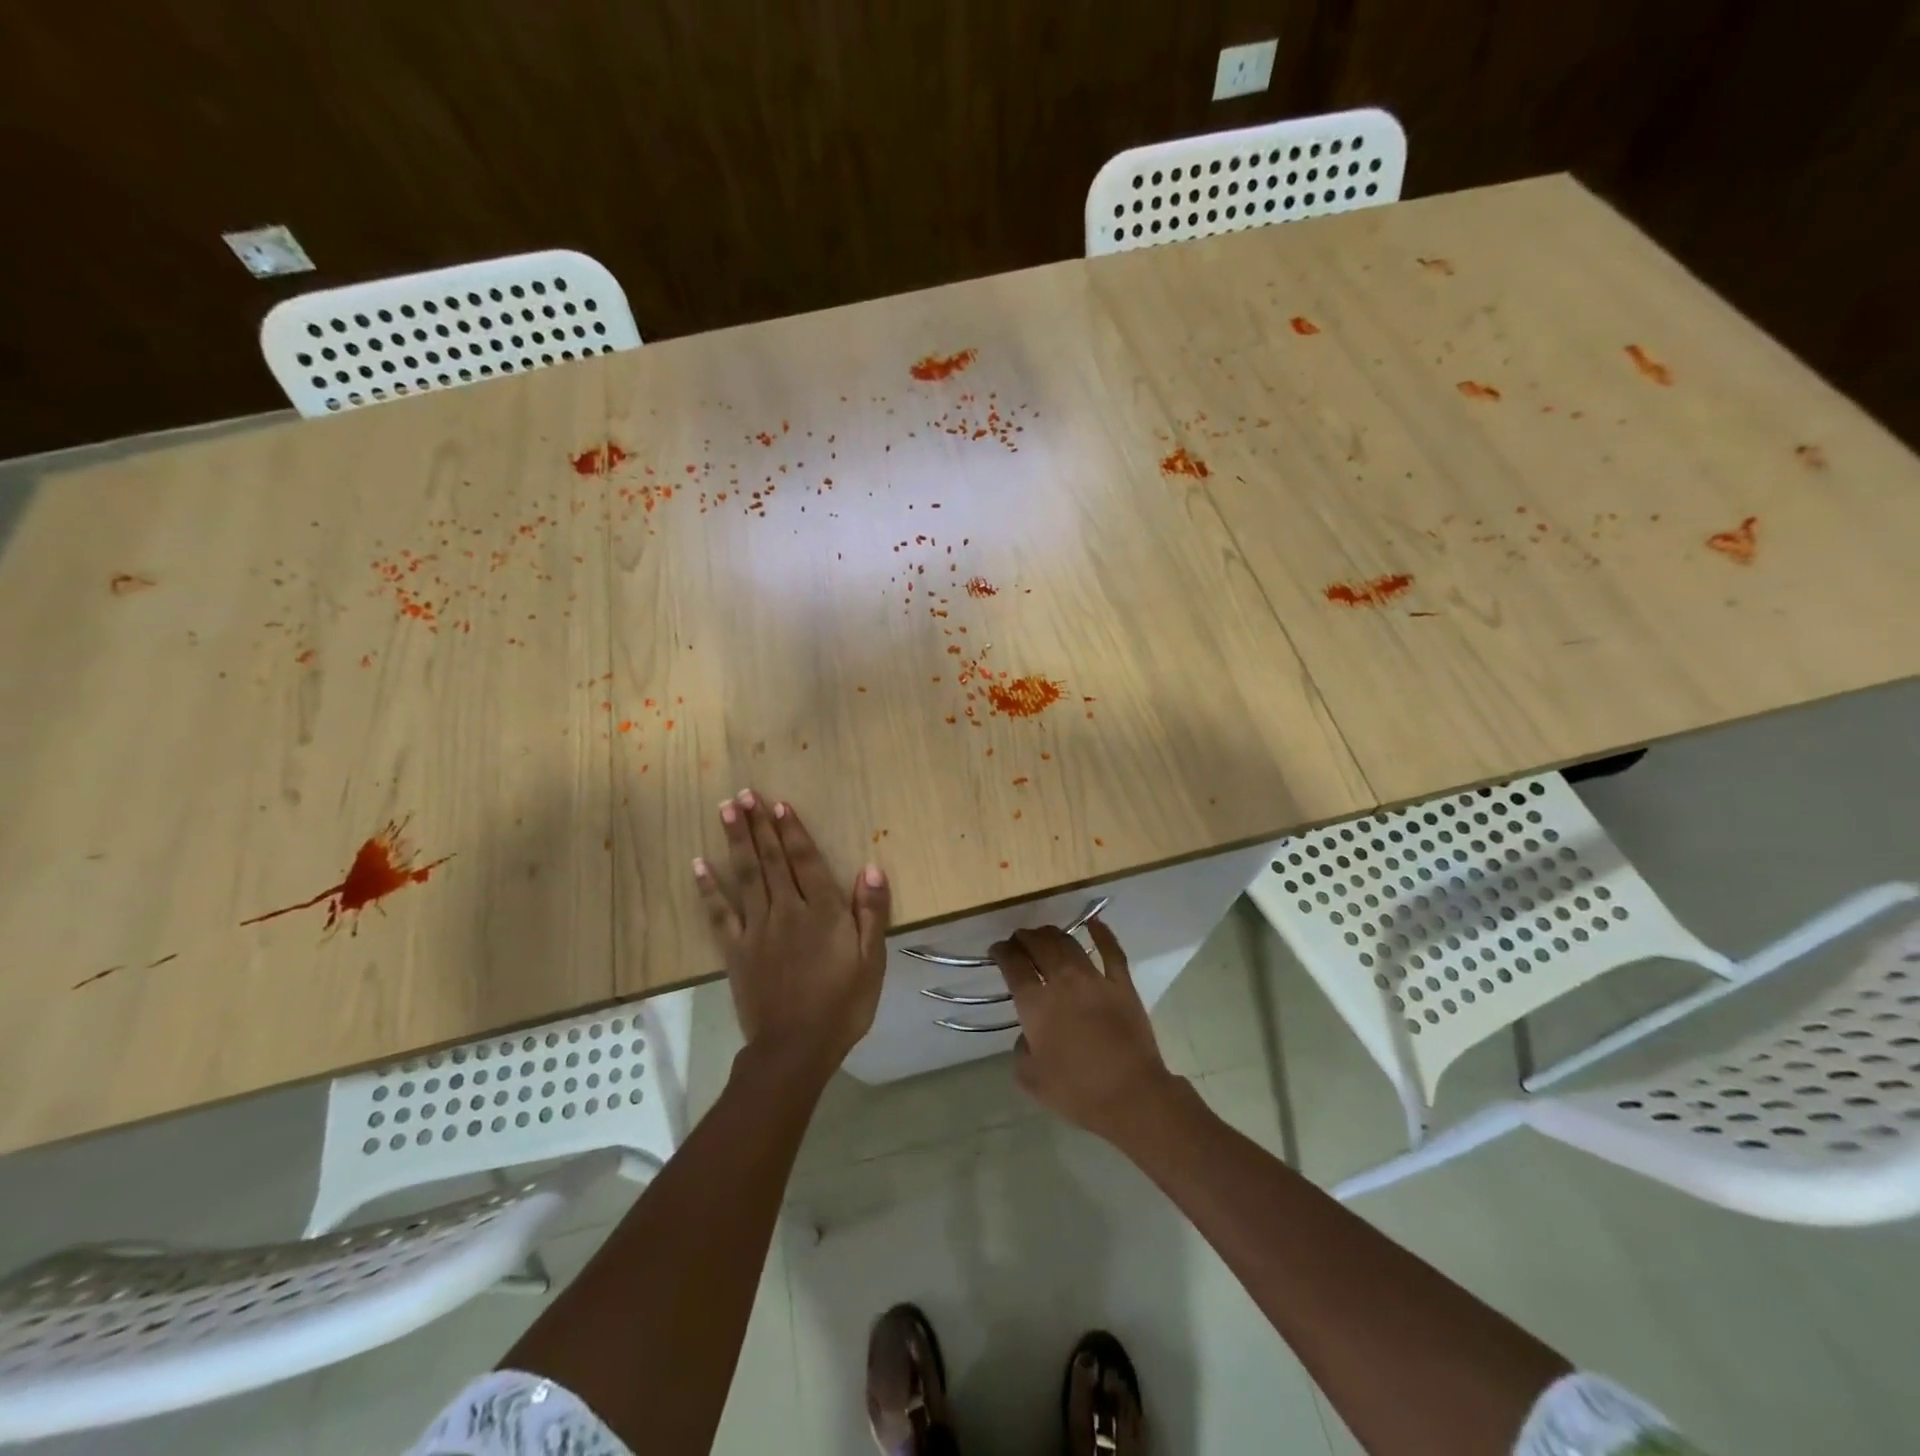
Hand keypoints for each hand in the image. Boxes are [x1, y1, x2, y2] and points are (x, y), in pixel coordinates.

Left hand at [694, 790, 890, 1076]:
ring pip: (746, 876)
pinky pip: (719, 913)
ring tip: (726, 810)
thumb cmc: (842, 1005)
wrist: (795, 1049)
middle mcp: (787, 911)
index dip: (793, 831)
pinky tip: (697, 865)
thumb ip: (870, 913)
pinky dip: (708, 888)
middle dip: (758, 825)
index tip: (779, 804)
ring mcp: (757, 929)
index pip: (805, 861)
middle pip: (771, 860)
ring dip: (736, 841)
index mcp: (822, 912)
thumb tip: (870, 868)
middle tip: (744, 794)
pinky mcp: (735, 951)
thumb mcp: (872, 961)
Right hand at [989, 921, 1179, 1142]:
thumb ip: (1021, 1050)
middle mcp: (1062, 981)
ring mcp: (1094, 978)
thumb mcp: (1030, 1078)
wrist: (1131, 1095)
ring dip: (1052, 934)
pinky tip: (1093, 923)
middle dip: (1024, 937)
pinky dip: (1101, 933)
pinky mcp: (1122, 984)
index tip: (997, 949)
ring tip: (1045, 934)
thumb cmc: (1077, 1091)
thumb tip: (1028, 1034)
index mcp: (1035, 1004)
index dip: (1002, 952)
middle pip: (1039, 945)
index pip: (1013, 965)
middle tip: (1019, 939)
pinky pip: (1111, 951)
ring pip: (1069, 943)